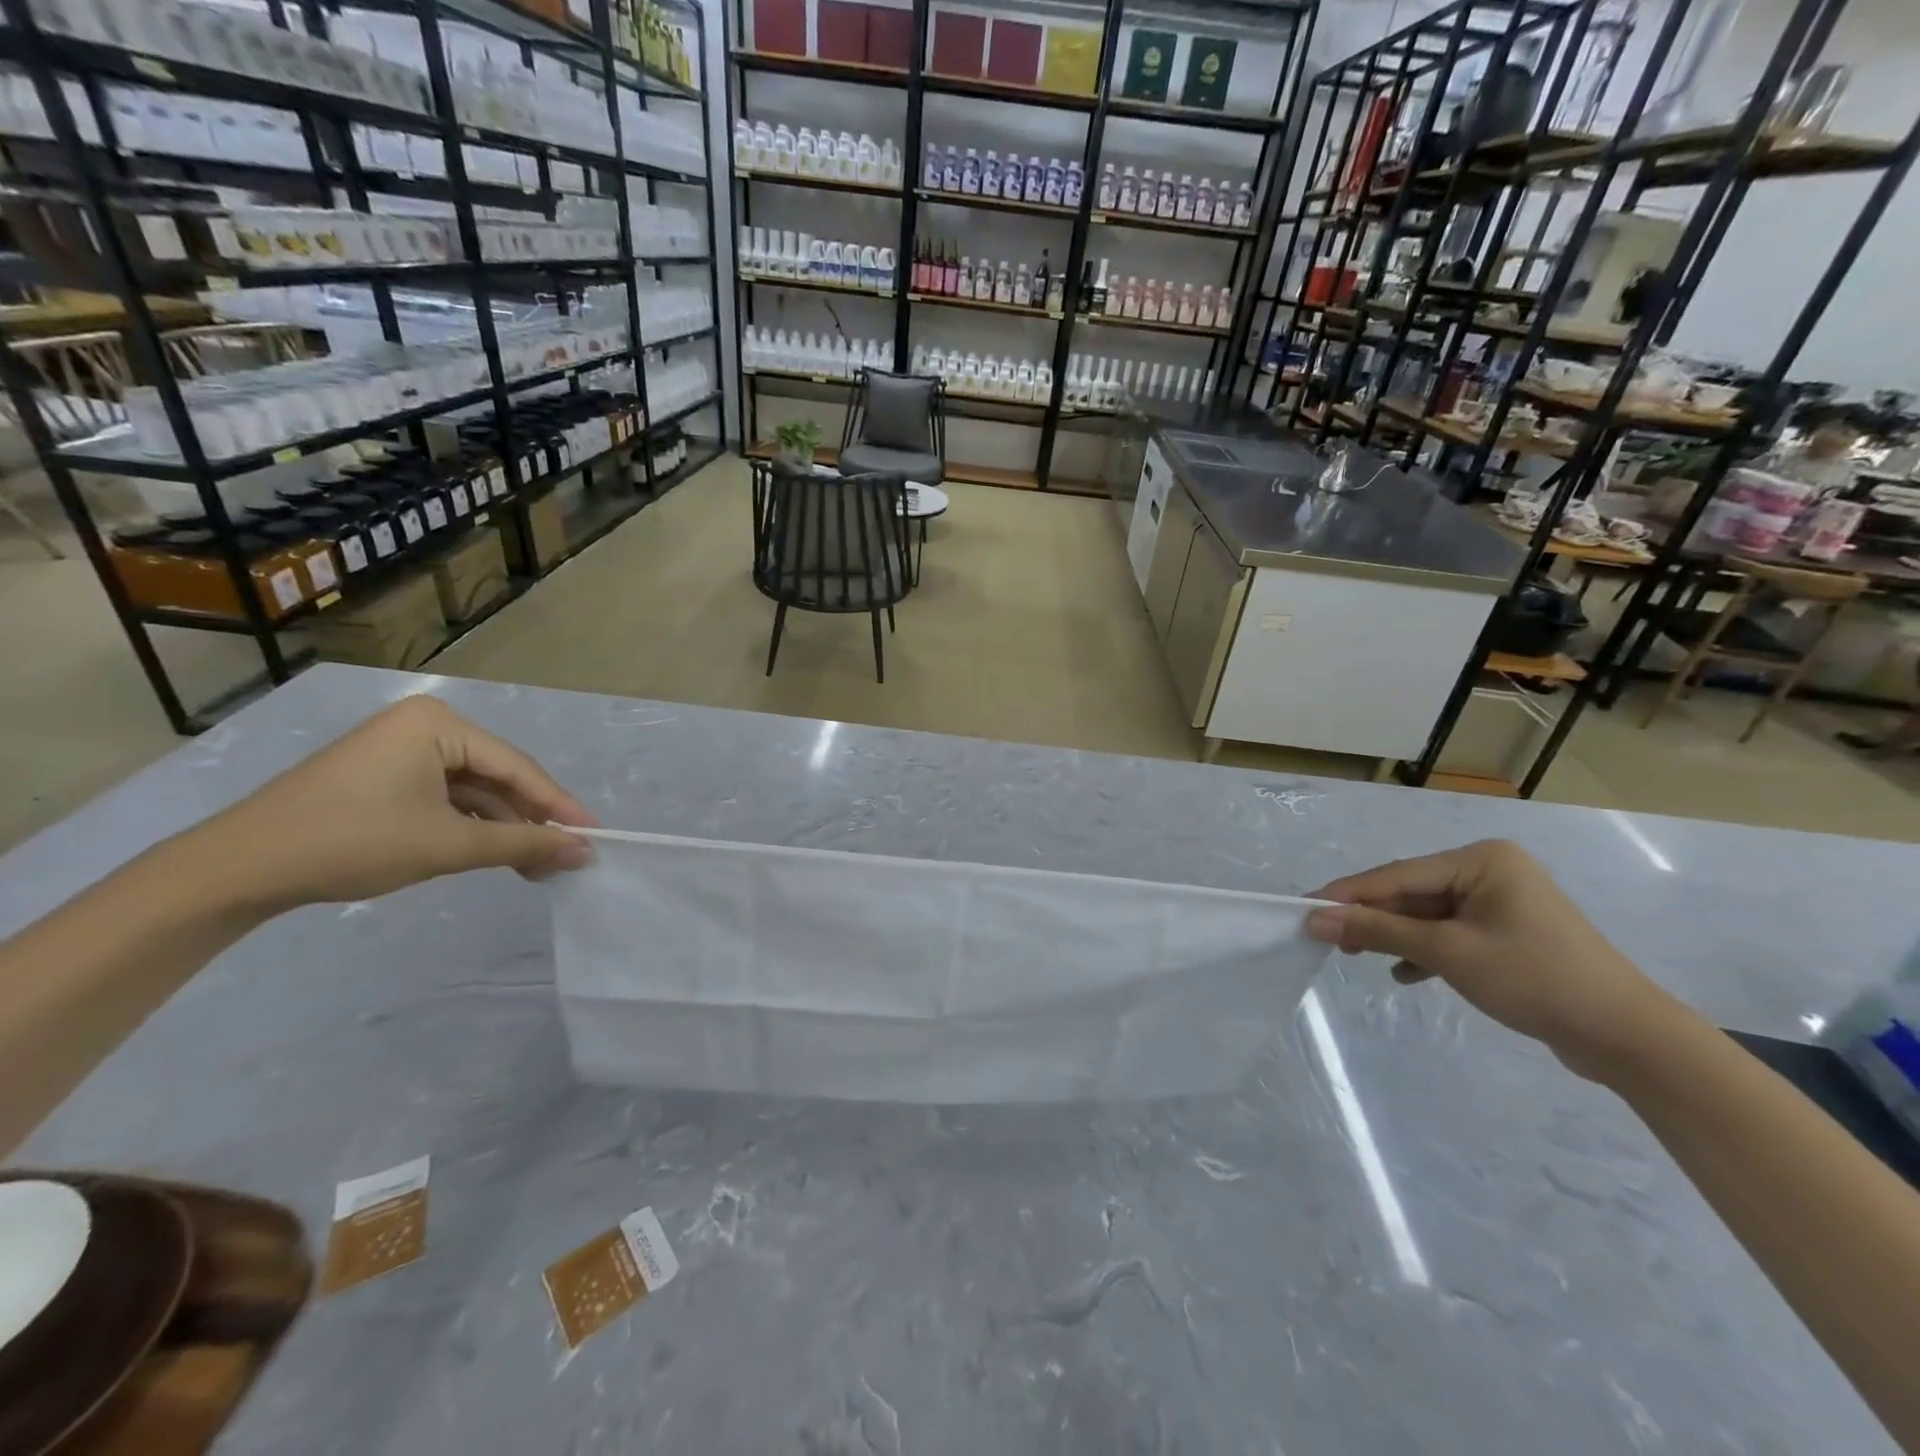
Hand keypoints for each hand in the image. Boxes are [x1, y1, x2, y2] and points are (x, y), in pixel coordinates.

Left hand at [185, 695, 597, 911]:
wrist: (238, 869)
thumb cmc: (353, 841)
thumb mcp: (449, 843)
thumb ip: (524, 844)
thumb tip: (585, 852)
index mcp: (439, 723)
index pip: (516, 767)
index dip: (558, 806)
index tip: (594, 836)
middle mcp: (425, 726)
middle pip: (498, 777)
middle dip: (530, 821)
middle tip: (565, 858)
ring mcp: (402, 750)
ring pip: (474, 791)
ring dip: (503, 829)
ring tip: (534, 868)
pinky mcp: (385, 777)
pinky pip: (446, 798)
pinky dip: (471, 827)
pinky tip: (493, 854)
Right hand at [1305, 840, 1681, 1080]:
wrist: (1626, 1037)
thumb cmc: (1534, 978)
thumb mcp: (1447, 952)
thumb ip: (1378, 931)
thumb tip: (1315, 917)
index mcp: (1481, 860)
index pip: (1397, 875)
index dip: (1348, 894)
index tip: (1304, 908)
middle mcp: (1490, 871)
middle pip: (1410, 893)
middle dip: (1371, 918)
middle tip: (1326, 938)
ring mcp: (1501, 903)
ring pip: (1427, 915)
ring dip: (1394, 937)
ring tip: (1356, 957)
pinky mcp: (1508, 934)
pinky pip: (1450, 933)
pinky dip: (1425, 952)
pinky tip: (1405, 974)